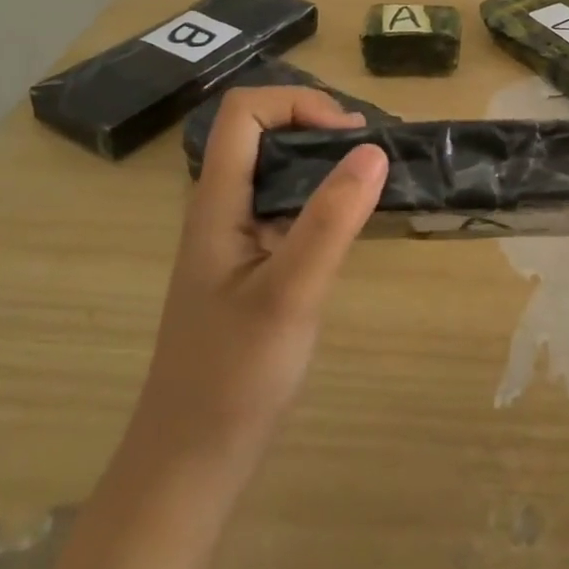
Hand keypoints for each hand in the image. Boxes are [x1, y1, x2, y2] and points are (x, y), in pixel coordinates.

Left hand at [129, 87, 388, 486]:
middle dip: (320, 126)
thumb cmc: (233, 379)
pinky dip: (325, 199)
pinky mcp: (253, 267)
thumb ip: (331, 220)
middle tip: (376, 155)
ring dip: (326, 162)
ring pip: (278, 172)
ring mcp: (236, 239)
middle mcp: (222, 209)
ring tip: (377, 181)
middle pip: (263, 132)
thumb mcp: (290, 294)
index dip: (297, 104)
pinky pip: (289, 209)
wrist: (191, 464)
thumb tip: (373, 150)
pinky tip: (356, 224)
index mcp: (216, 203)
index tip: (350, 137)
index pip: (243, 112)